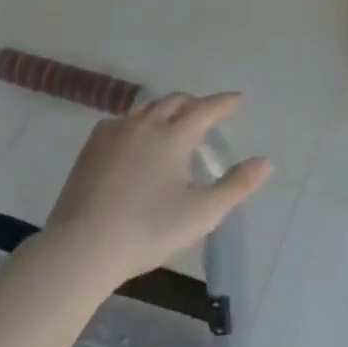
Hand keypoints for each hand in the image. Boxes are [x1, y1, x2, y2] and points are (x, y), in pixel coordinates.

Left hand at [47, 93, 270, 284]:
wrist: (82, 247)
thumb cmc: (149, 230)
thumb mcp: (202, 213)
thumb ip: (236, 185)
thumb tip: (265, 162)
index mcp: (174, 135)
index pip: (206, 109)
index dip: (224, 103)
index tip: (238, 99)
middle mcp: (144, 124)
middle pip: (175, 102)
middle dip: (195, 103)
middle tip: (208, 113)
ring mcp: (114, 133)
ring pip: (146, 109)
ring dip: (166, 110)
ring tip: (175, 123)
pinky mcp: (91, 148)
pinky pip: (122, 122)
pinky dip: (139, 122)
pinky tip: (136, 139)